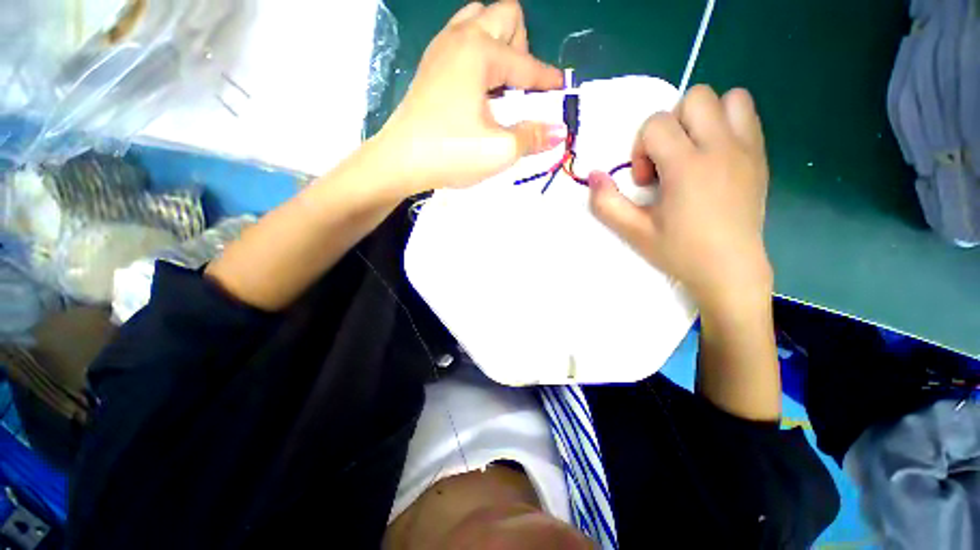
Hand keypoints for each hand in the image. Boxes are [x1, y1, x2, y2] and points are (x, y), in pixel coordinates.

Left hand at [372, 0, 565, 195]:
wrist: (400, 162)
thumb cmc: (450, 153)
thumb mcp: (499, 150)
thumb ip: (533, 137)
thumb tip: (558, 131)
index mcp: (479, 52)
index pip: (527, 64)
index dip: (548, 81)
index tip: (562, 94)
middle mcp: (460, 37)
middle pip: (506, 17)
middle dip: (523, 48)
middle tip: (519, 90)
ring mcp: (441, 48)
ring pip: (481, 21)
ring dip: (500, 46)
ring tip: (499, 87)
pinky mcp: (430, 64)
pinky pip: (462, 39)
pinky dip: (479, 55)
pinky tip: (479, 89)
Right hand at [587, 85, 772, 315]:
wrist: (729, 269)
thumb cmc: (679, 251)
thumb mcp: (633, 231)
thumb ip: (606, 203)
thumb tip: (594, 174)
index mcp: (686, 167)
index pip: (656, 123)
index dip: (641, 149)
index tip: (646, 182)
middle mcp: (720, 148)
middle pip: (694, 97)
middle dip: (671, 125)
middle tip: (668, 162)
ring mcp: (746, 149)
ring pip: (728, 98)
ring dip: (703, 117)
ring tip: (693, 151)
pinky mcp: (760, 157)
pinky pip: (746, 115)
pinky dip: (726, 123)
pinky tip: (714, 157)